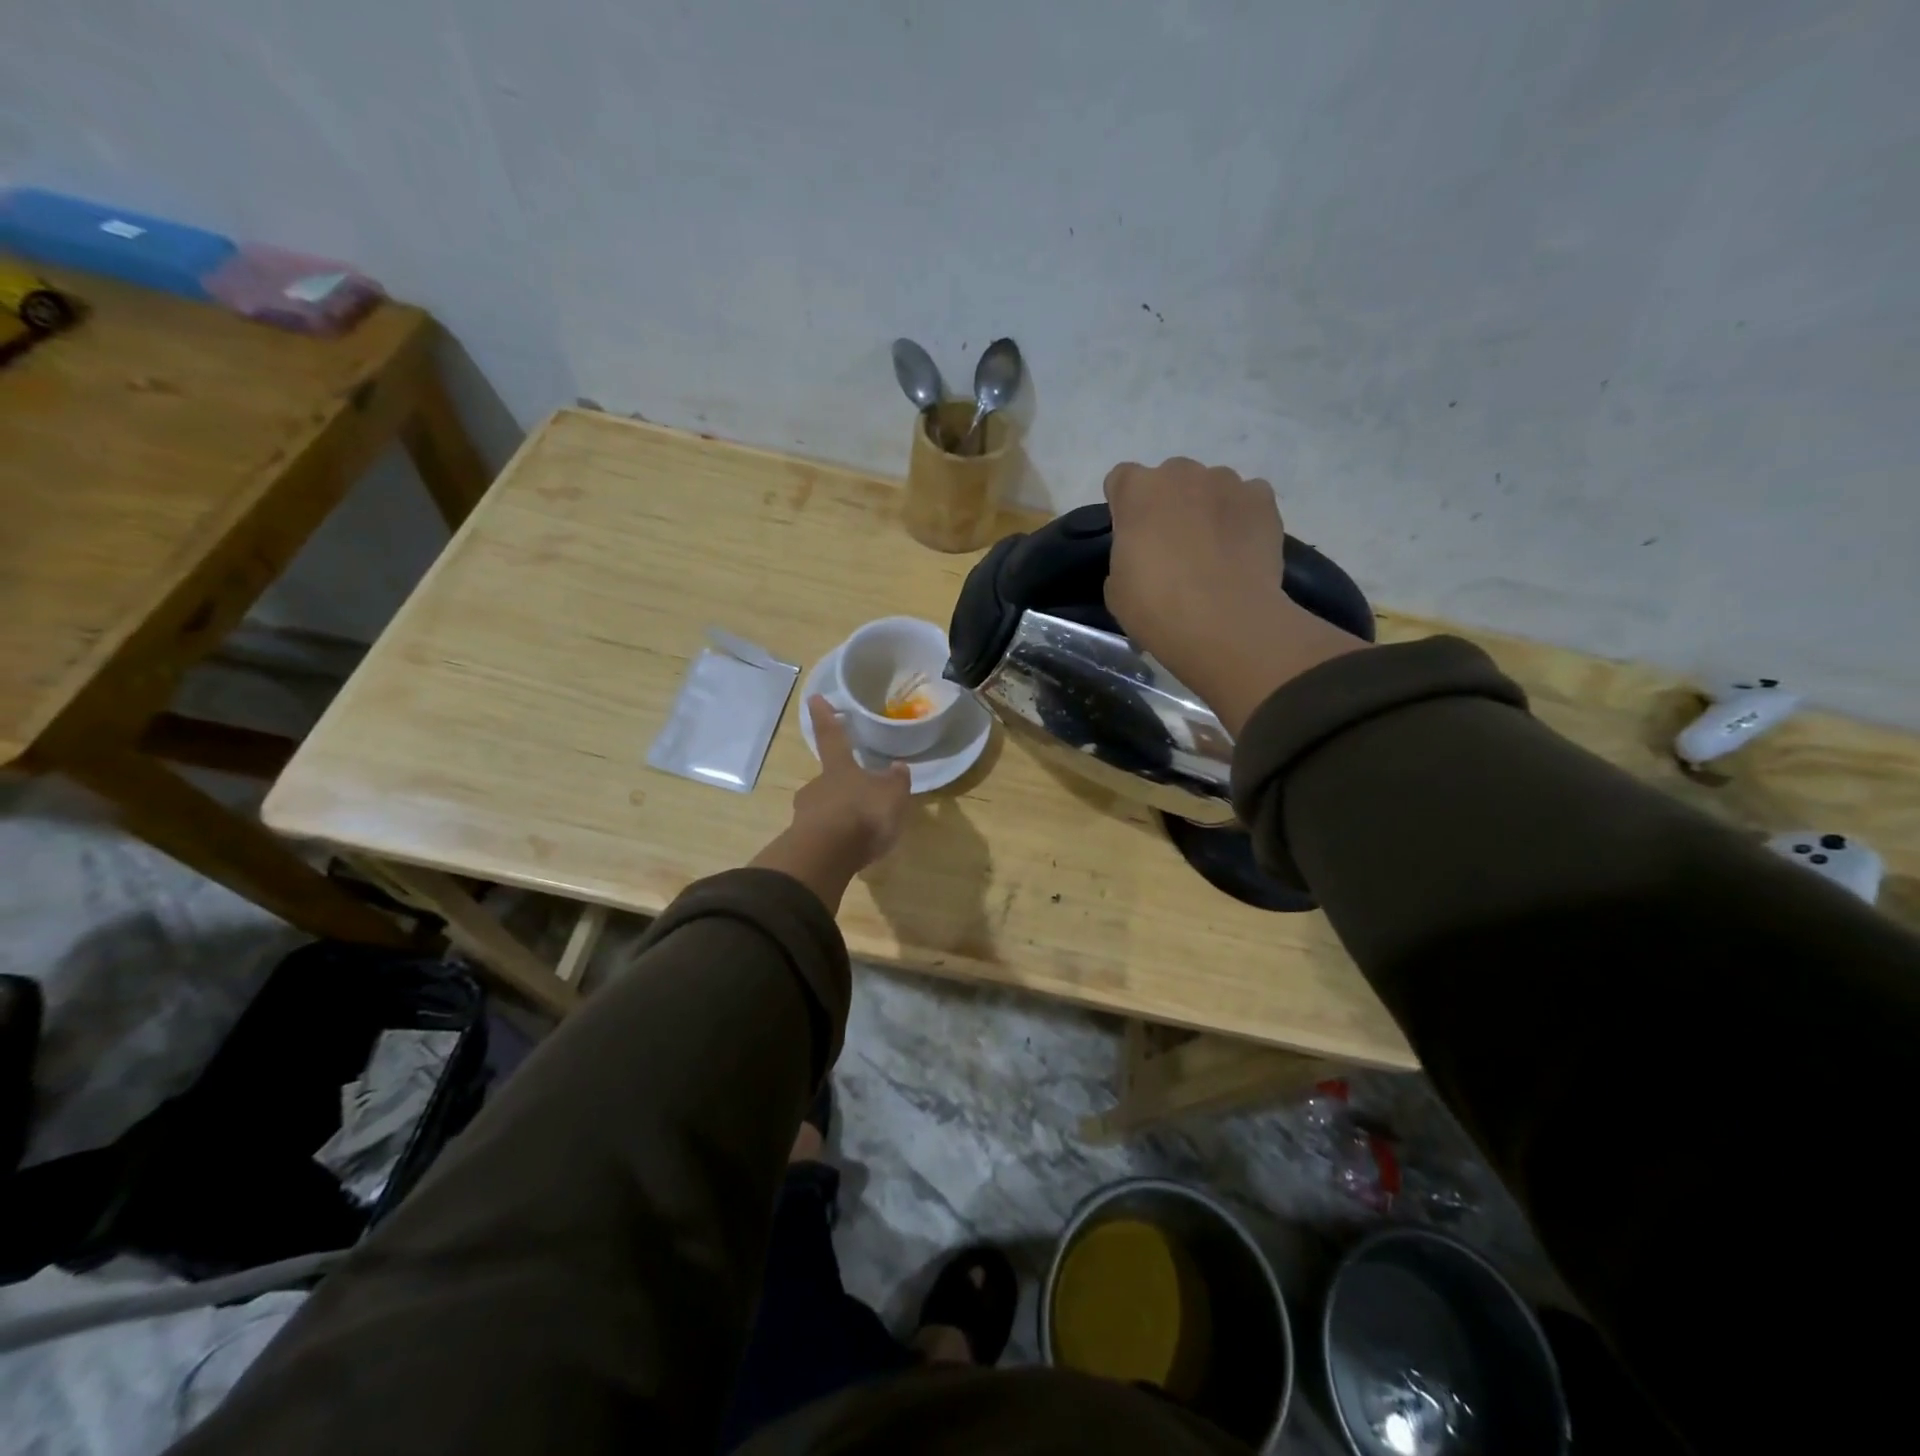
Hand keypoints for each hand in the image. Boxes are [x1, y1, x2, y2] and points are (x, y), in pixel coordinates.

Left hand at [750, 697, 911, 909]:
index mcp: (839, 769)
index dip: (825, 717)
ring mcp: (805, 815)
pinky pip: (822, 835)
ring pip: (823, 808)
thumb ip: (896, 782)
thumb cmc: (863, 815)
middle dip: (840, 786)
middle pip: (828, 780)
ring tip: (858, 830)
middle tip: (858, 798)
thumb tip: (897, 766)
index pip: (832, 736)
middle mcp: (817, 786)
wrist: (827, 856)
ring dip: (837, 815)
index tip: (814, 697)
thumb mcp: (892, 796)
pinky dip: (834, 839)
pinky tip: (848, 850)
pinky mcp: (803, 842)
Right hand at [1102, 457, 1367, 734]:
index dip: (1125, 507)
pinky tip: (1241, 549)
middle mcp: (1181, 473)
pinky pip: (1248, 499)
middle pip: (1170, 478)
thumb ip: (1126, 557)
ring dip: (1207, 508)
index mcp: (1137, 491)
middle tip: (1172, 547)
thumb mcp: (1117, 589)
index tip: (1130, 535)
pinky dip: (1243, 516)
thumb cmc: (1157, 607)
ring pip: (1211, 486)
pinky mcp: (1263, 500)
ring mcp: (1227, 482)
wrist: (1224, 622)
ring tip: (1213, 551)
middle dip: (1168, 504)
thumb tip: (1142, 558)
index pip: (1121, 479)